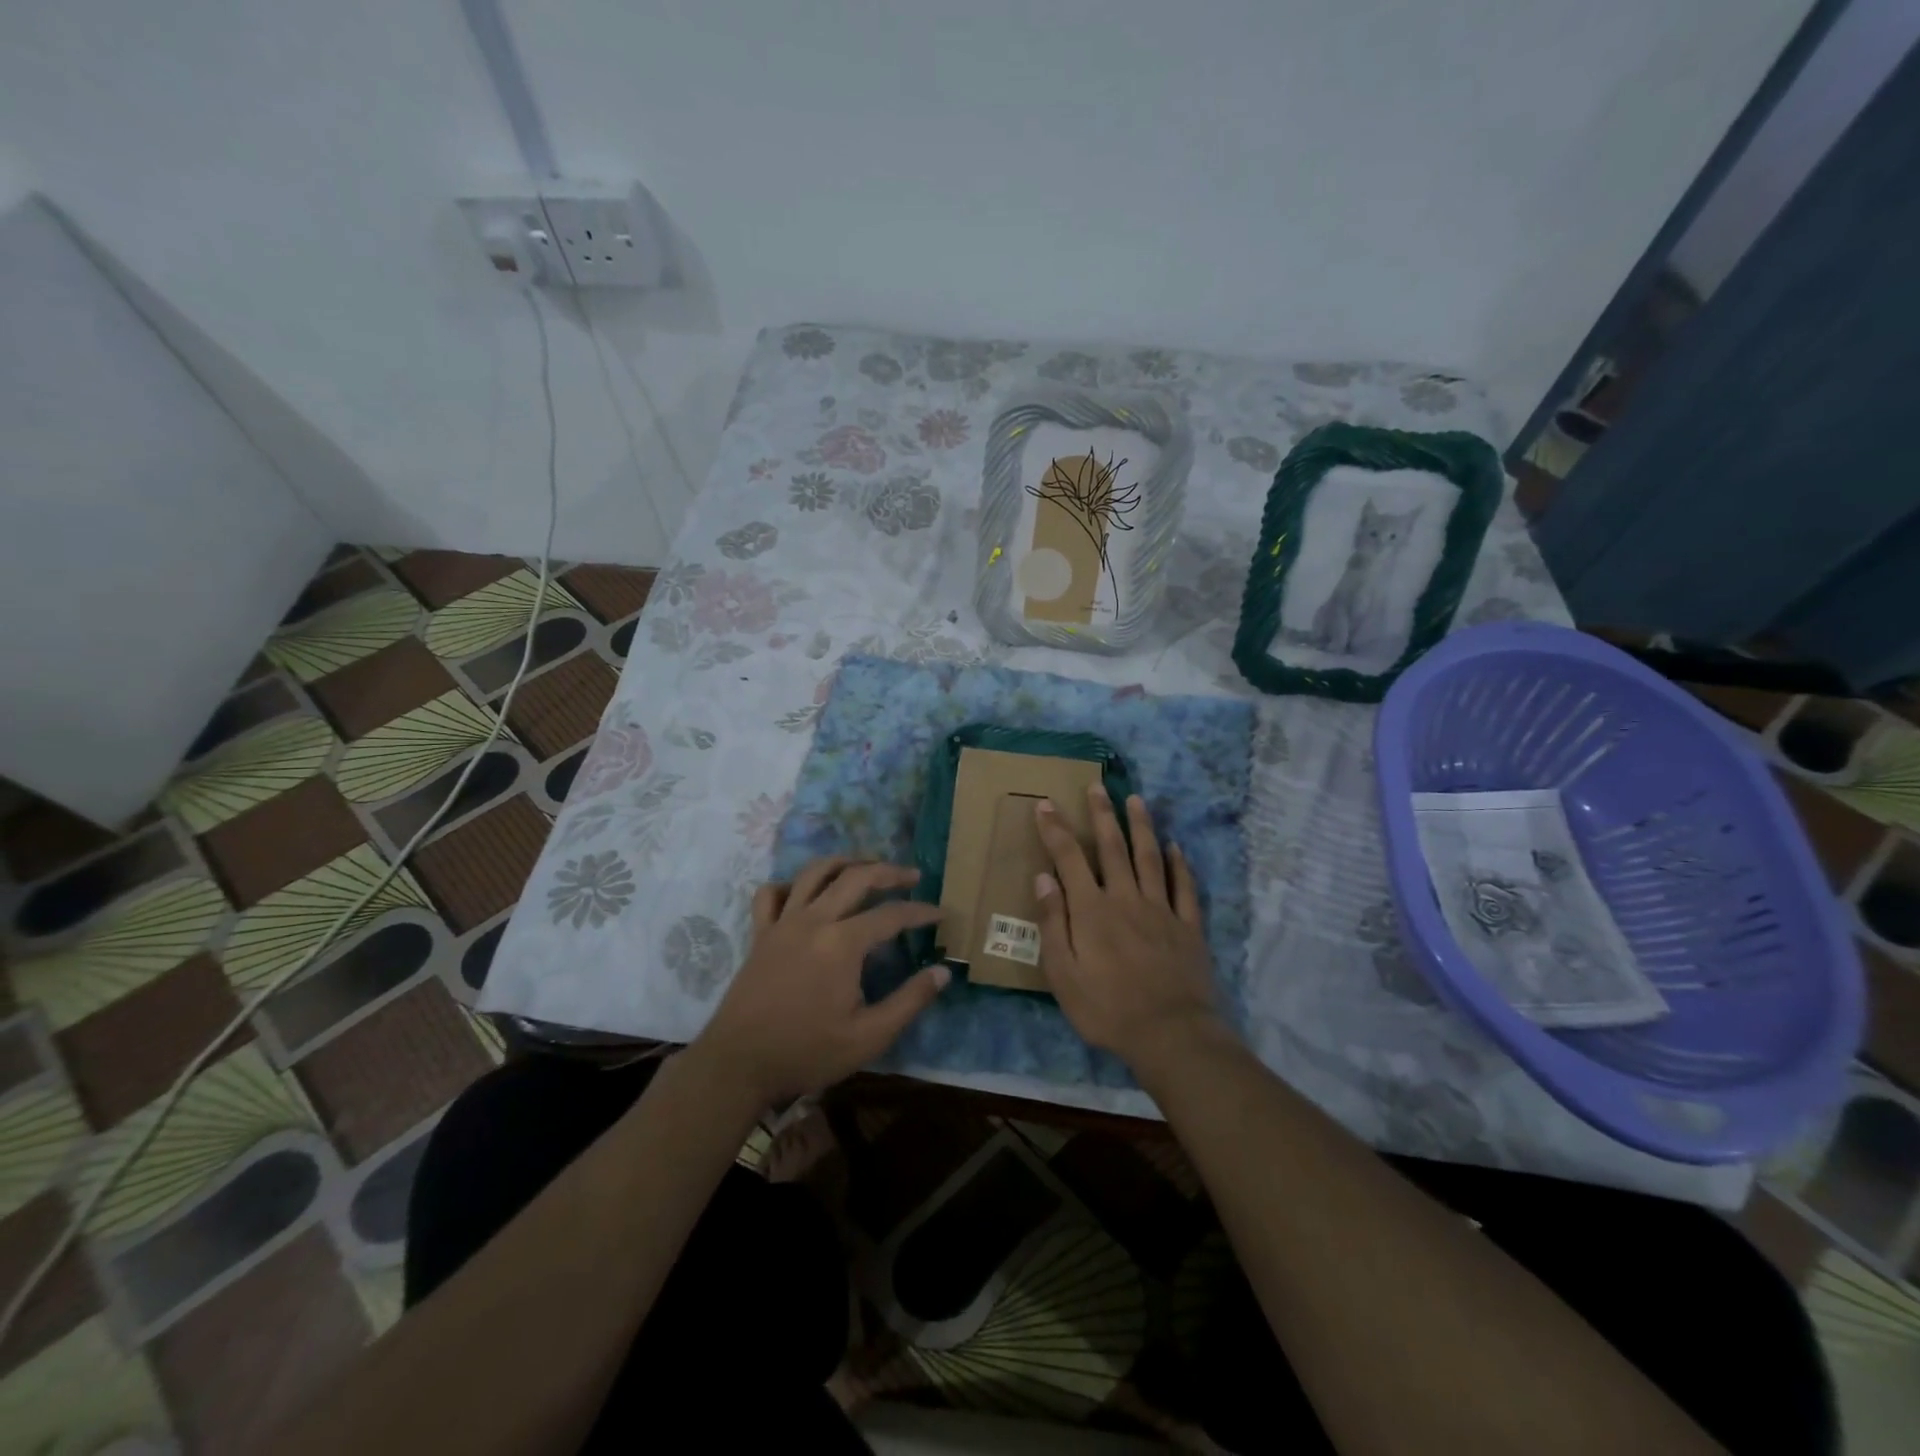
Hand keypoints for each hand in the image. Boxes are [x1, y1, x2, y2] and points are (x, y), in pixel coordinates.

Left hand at [694, 857, 947, 1107]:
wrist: (738, 1065)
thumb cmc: (808, 1052)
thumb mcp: (869, 1036)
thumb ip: (910, 1000)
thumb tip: (943, 971)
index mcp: (843, 943)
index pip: (892, 915)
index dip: (921, 912)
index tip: (941, 914)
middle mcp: (814, 920)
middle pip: (856, 877)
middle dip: (889, 872)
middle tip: (912, 876)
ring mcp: (783, 923)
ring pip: (815, 872)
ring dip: (845, 863)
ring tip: (866, 868)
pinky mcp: (760, 933)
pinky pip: (772, 893)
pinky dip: (791, 885)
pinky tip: (805, 893)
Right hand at [1032, 784, 1224, 1069]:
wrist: (1170, 1034)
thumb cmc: (1107, 1008)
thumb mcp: (1063, 974)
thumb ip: (1053, 924)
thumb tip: (1044, 878)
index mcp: (1092, 910)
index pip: (1069, 859)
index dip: (1056, 829)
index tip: (1046, 804)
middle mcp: (1126, 898)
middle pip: (1112, 847)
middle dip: (1101, 814)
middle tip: (1096, 786)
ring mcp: (1161, 909)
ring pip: (1150, 857)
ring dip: (1141, 826)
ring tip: (1136, 799)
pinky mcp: (1188, 926)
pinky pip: (1184, 887)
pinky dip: (1179, 864)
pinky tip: (1176, 847)